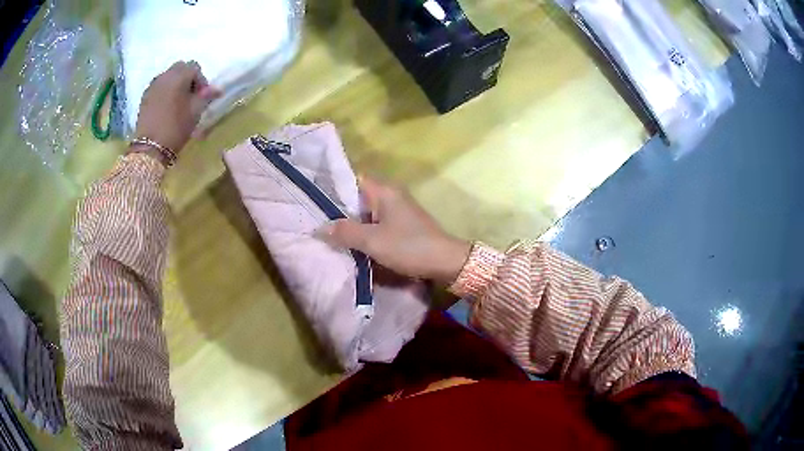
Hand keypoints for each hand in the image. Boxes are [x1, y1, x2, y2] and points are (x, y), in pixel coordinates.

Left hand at [133, 61, 220, 157]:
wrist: (149, 148)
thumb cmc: (176, 128)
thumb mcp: (196, 112)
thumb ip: (206, 96)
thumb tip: (216, 89)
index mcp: (179, 76)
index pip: (194, 68)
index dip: (201, 80)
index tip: (203, 97)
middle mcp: (165, 75)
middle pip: (180, 68)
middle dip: (187, 79)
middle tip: (191, 97)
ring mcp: (153, 85)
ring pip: (168, 77)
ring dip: (175, 85)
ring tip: (178, 103)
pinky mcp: (145, 97)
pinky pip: (159, 87)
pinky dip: (165, 92)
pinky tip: (167, 107)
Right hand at [319, 177, 471, 284]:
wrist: (445, 262)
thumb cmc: (408, 247)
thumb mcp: (372, 241)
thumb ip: (345, 232)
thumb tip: (319, 228)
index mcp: (384, 191)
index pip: (353, 180)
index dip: (335, 190)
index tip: (318, 205)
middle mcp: (392, 195)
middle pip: (359, 198)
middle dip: (342, 212)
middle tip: (322, 224)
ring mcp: (399, 210)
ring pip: (368, 213)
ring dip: (354, 224)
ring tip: (332, 236)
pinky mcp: (403, 224)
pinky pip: (378, 223)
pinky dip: (367, 232)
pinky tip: (355, 244)